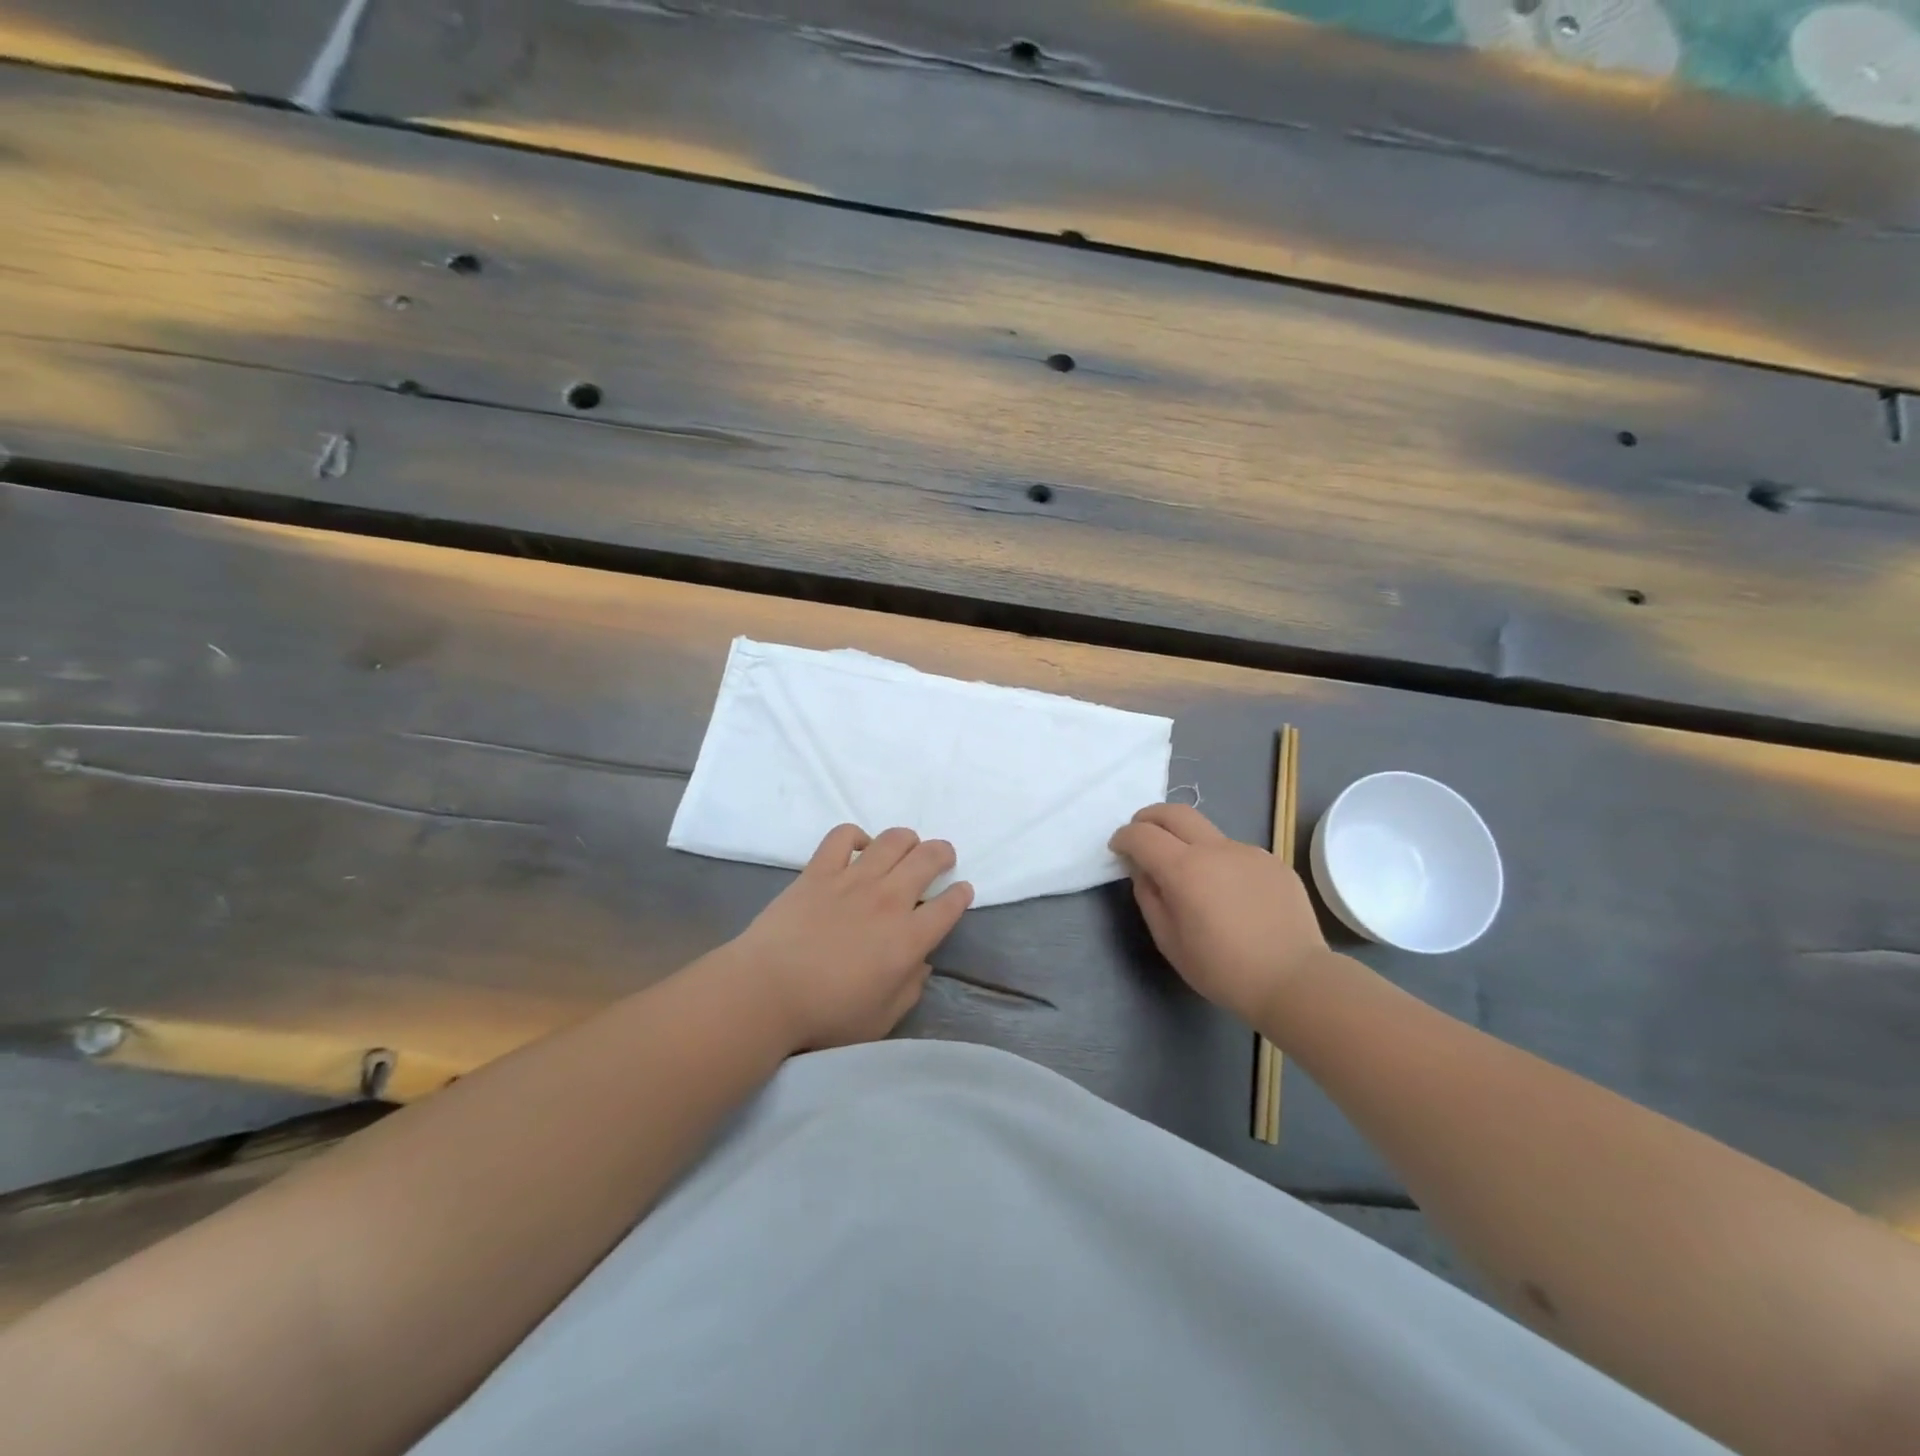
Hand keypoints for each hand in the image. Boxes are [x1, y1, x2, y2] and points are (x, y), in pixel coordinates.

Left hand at [724, 824, 972, 1051]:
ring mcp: (853, 880)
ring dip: (908, 840)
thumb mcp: (882, 1018)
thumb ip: (910, 988)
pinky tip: (858, 847)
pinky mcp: (819, 870)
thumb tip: (921, 963)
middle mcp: (889, 900)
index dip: (961, 894)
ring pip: (893, 840)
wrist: (766, 993)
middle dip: (943, 854)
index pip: (949, 905)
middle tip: (941, 859)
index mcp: (909, 939)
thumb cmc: (826, 1015)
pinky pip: (842, 836)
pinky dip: (855, 835)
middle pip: (929, 858)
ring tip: (907, 848)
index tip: (961, 891)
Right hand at [1110, 802, 1331, 1026]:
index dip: (1123, 837)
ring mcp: (1248, 852)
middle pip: (1174, 812)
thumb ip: (1149, 897)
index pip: (1142, 835)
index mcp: (1184, 869)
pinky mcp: (1273, 862)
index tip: (1118, 849)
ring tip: (1191, 876)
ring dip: (1187, 842)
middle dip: (1149, 818)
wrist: (1295, 980)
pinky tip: (1230, 895)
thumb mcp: (1169, 941)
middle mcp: (1215, 849)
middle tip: (1141, 835)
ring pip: (1207, 833)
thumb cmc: (1223, 969)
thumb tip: (1145, 871)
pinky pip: (1236, 853)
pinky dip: (1220, 862)